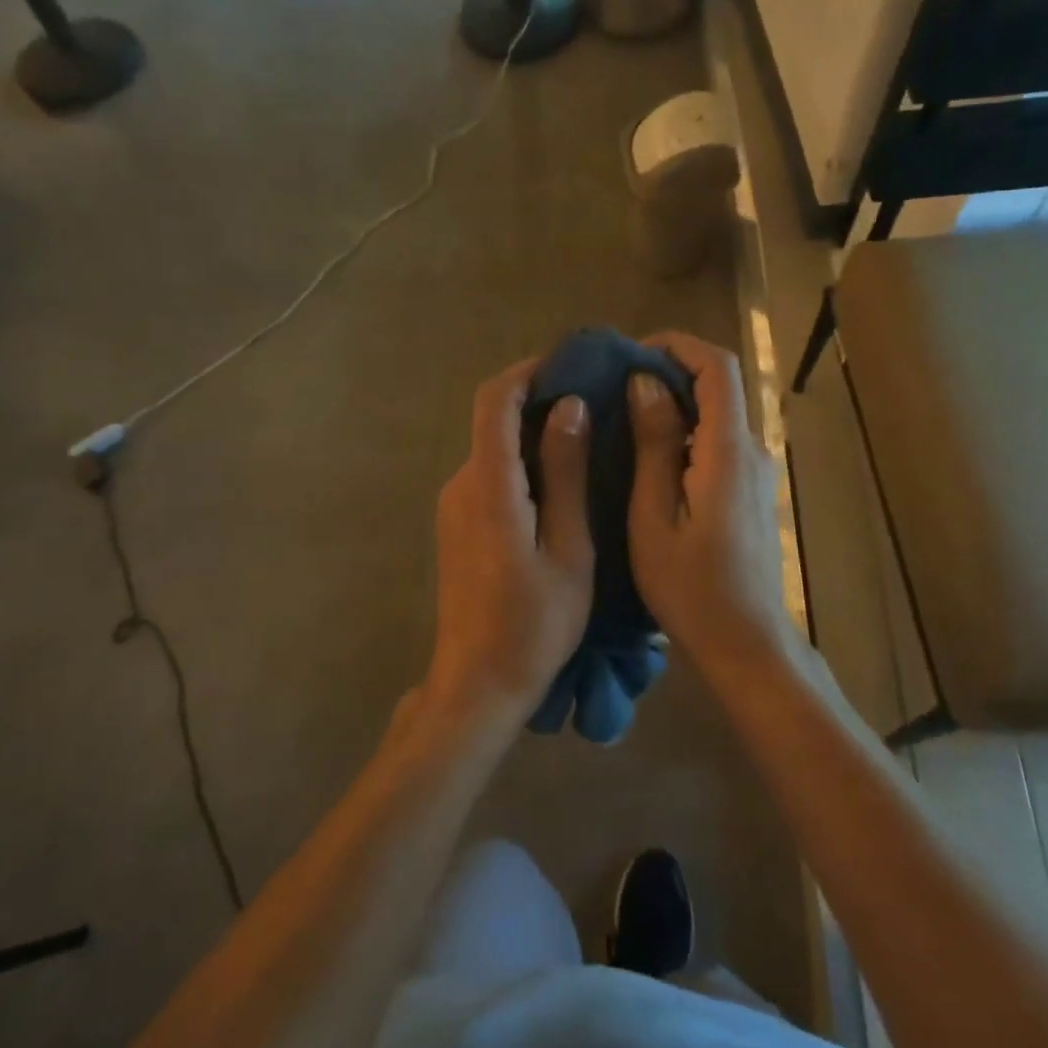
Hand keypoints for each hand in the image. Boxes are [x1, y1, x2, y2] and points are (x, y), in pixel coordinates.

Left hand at [427, 359, 593, 730]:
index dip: (526, 372)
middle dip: (539, 403)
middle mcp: (461, 485)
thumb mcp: (567, 547)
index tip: (567, 364)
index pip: (494, 402)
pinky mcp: (457, 525)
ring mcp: (454, 506)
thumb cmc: (534, 622)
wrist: (478, 683)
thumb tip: (569, 407)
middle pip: (493, 422)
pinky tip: (560, 485)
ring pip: (494, 450)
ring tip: (587, 443)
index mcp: (489, 486)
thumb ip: (565, 473)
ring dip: (534, 437)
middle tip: (594, 406)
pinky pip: (490, 477)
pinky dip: (523, 465)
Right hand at [627, 333, 791, 663]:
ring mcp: (756, 471)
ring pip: (717, 414)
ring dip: (674, 403)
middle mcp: (752, 450)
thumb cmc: (691, 588)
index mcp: (728, 450)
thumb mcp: (654, 517)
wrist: (746, 643)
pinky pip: (718, 442)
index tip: (631, 356)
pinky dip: (685, 432)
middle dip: (668, 372)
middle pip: (718, 385)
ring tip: (623, 418)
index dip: (677, 346)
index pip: (717, 366)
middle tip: (615, 389)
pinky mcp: (751, 490)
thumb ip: (654, 445)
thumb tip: (646, 383)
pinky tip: (648, 457)